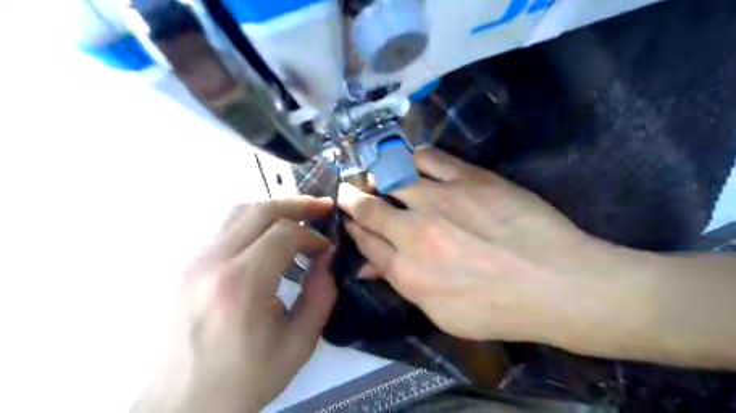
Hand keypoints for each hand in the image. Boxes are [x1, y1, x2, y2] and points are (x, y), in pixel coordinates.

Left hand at [134, 196, 335, 412]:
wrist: (180, 406)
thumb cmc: (244, 379)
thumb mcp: (298, 344)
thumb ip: (321, 294)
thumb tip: (326, 257)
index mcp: (240, 285)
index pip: (283, 233)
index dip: (312, 235)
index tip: (326, 249)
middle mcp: (210, 262)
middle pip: (259, 210)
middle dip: (296, 205)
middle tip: (321, 208)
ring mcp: (190, 260)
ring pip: (237, 212)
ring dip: (272, 210)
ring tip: (296, 218)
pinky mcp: (182, 265)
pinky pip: (222, 227)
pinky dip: (251, 222)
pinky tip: (266, 237)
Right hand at [339, 149, 619, 344]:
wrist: (556, 284)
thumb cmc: (498, 308)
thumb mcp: (442, 313)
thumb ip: (401, 285)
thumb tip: (368, 268)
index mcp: (406, 270)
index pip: (366, 242)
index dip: (354, 229)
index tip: (350, 220)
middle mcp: (413, 232)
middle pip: (368, 208)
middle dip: (351, 198)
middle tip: (347, 191)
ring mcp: (439, 200)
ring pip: (392, 177)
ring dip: (378, 175)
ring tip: (378, 174)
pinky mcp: (468, 178)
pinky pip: (428, 158)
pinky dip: (413, 157)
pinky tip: (411, 160)